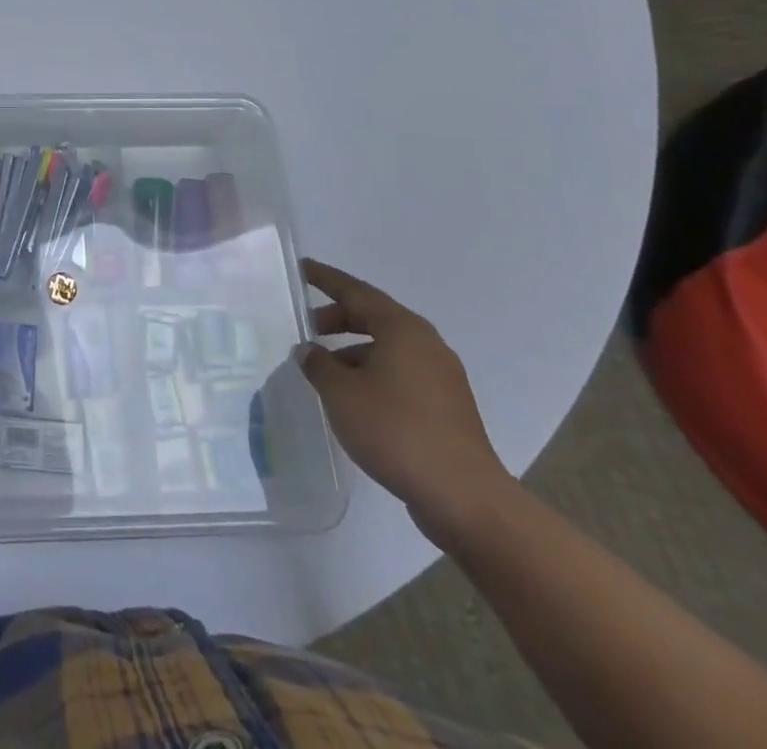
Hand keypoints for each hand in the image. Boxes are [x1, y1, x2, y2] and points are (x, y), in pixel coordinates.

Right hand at [298, 259, 513, 539]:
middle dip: (339, 318)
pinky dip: (373, 372)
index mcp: (402, 329)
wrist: (464, 497)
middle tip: (308, 326)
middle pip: (375, 317)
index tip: (303, 268)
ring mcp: (442, 376)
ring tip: (325, 368)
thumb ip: (319, 364)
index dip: (326, 279)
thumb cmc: (395, 431)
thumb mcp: (341, 393)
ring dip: (355, 350)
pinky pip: (401, 373)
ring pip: (389, 348)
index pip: (356, 292)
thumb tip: (309, 351)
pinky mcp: (447, 406)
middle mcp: (426, 344)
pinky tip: (354, 397)